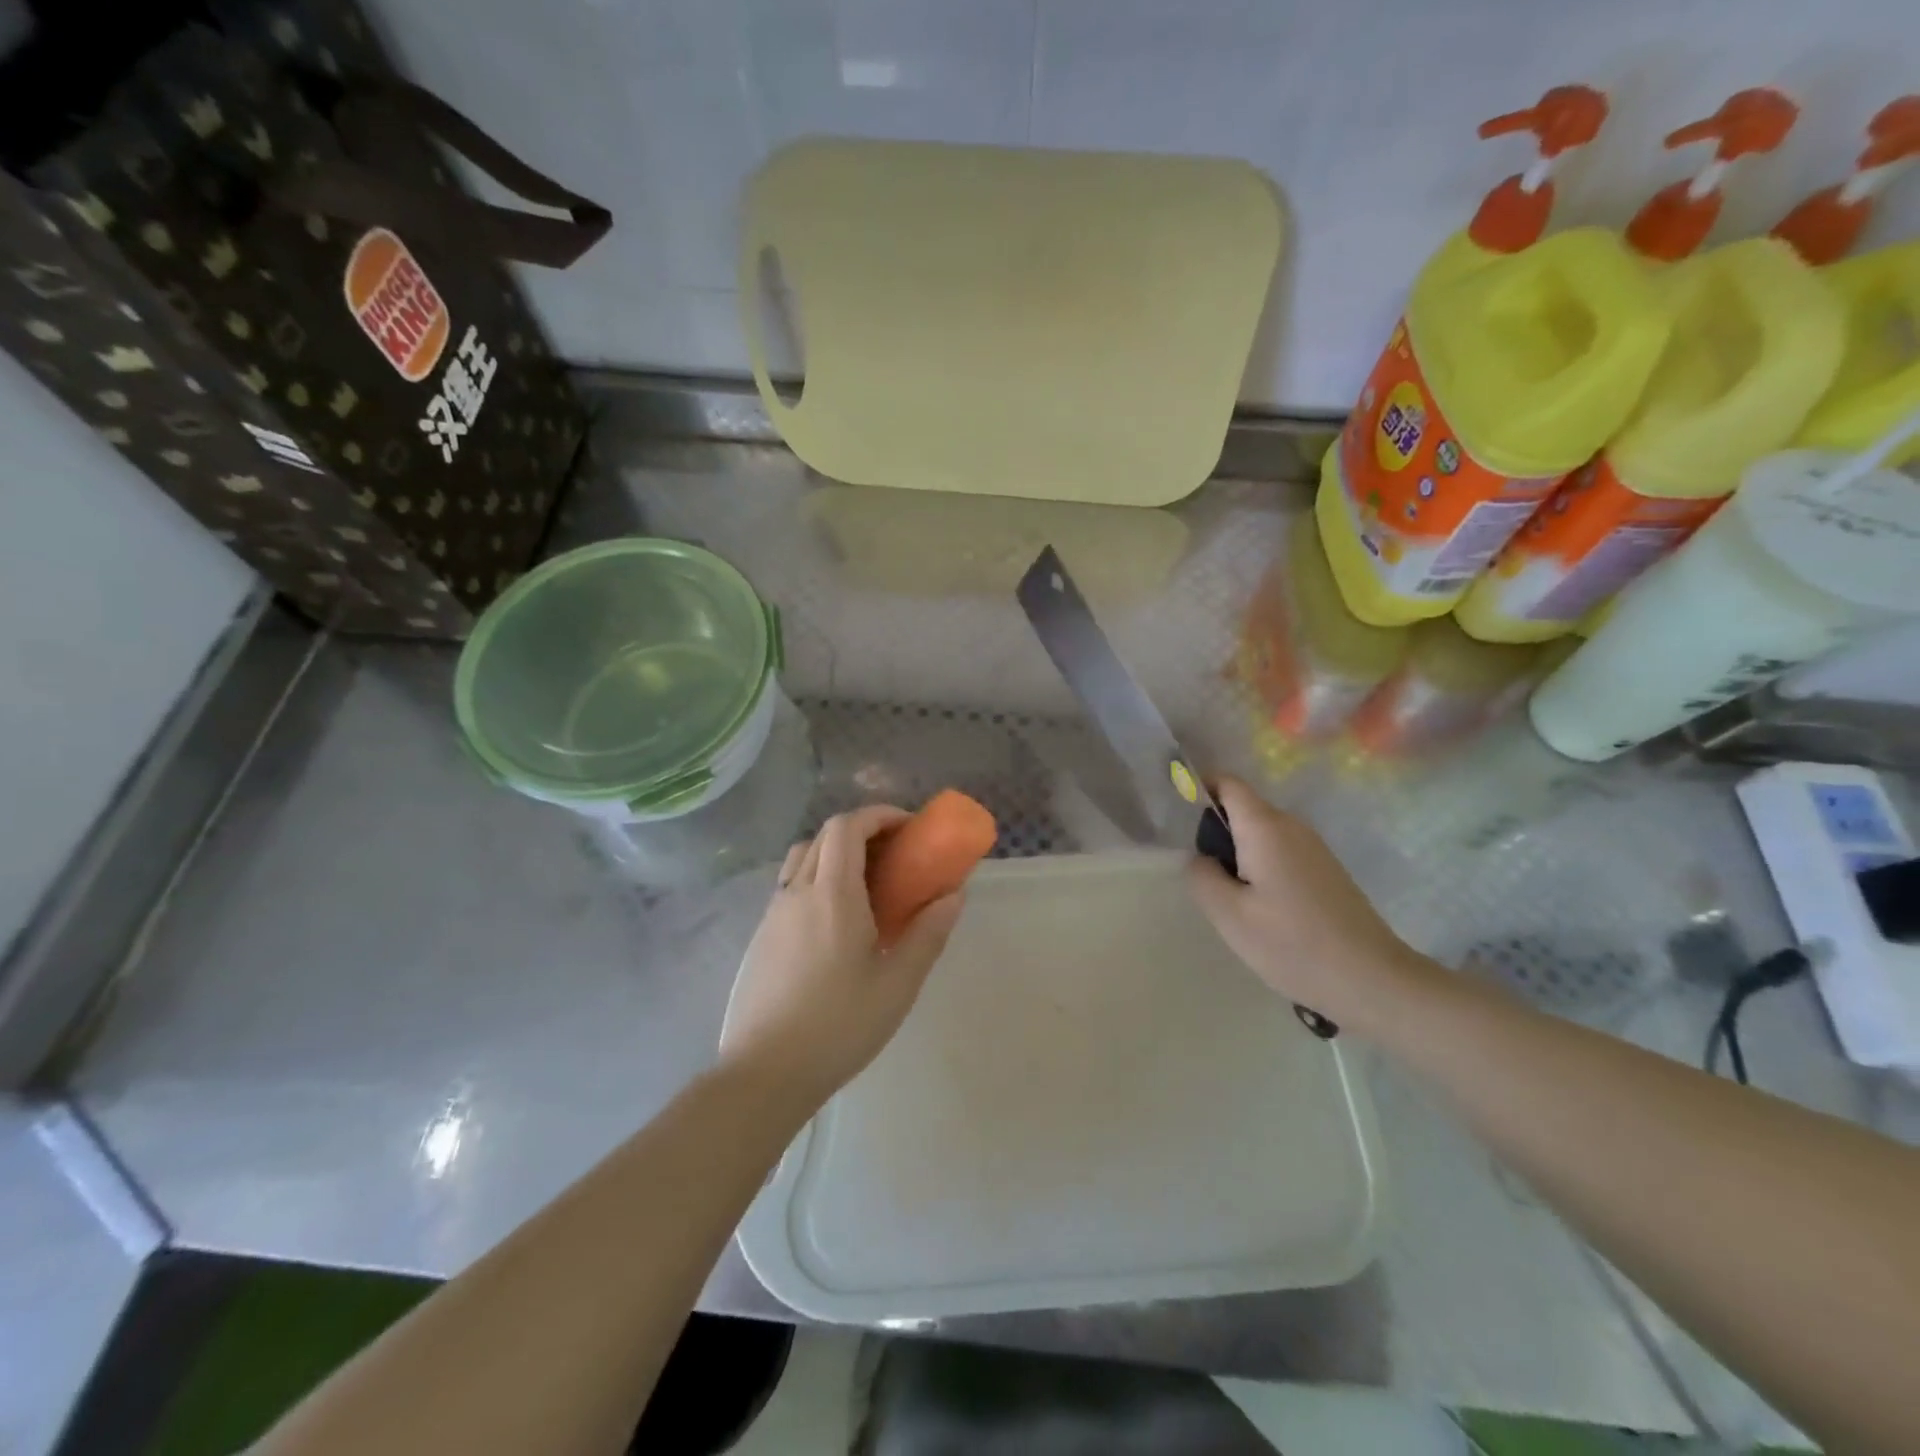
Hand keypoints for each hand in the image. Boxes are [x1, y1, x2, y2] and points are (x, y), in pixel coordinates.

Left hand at [720, 805, 964, 1107]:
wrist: (765, 1072)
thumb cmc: (840, 1026)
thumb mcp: (898, 983)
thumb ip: (928, 933)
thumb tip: (954, 894)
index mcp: (832, 894)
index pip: (847, 827)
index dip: (878, 816)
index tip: (908, 828)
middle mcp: (797, 892)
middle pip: (825, 836)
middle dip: (862, 831)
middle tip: (894, 855)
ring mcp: (772, 913)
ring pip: (803, 858)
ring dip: (835, 853)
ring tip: (865, 885)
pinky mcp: (760, 936)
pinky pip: (790, 886)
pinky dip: (817, 879)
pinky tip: (835, 921)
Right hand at [1187, 777, 1435, 1036]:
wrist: (1373, 981)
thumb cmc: (1293, 945)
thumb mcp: (1229, 915)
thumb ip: (1201, 876)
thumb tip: (1199, 858)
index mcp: (1265, 827)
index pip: (1227, 784)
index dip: (1199, 790)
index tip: (1179, 822)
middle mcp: (1292, 826)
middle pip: (1242, 810)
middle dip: (1216, 836)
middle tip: (1205, 882)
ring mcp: (1313, 848)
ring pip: (1260, 836)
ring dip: (1239, 858)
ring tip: (1234, 905)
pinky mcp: (1325, 871)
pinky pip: (1280, 854)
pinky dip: (1261, 871)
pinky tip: (1264, 914)